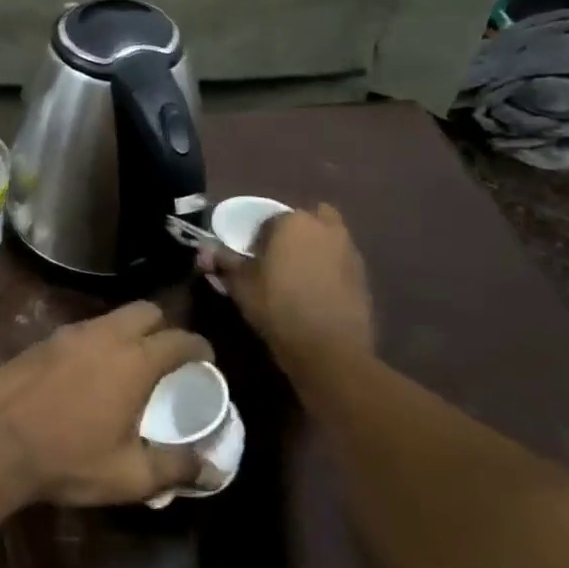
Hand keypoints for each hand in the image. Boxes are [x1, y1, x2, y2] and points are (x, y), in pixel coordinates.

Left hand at [0, 302, 208, 506]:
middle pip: (145, 311)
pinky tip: (88, 373)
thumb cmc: (69, 460)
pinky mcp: (41, 341)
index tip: (206, 360)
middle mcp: (103, 336)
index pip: (179, 339)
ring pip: (109, 318)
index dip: (199, 347)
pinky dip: (95, 343)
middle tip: (168, 357)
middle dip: (163, 327)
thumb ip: (176, 468)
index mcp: (133, 361)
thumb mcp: (130, 476)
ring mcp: (67, 334)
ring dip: (126, 333)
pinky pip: (80, 331)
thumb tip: (213, 469)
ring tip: (129, 366)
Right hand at [202, 205, 375, 382]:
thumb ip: (223, 262)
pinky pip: (340, 263)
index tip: (250, 256)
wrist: (329, 348)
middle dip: (294, 232)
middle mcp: (326, 229)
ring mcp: (350, 252)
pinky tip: (315, 293)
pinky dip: (329, 270)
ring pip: (328, 239)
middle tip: (277, 257)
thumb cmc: (277, 306)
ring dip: (314, 249)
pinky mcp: (363, 277)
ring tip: (296, 276)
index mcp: (293, 222)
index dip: (257, 236)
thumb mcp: (240, 284)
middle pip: (307, 220)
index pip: (270, 219)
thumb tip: (205, 251)